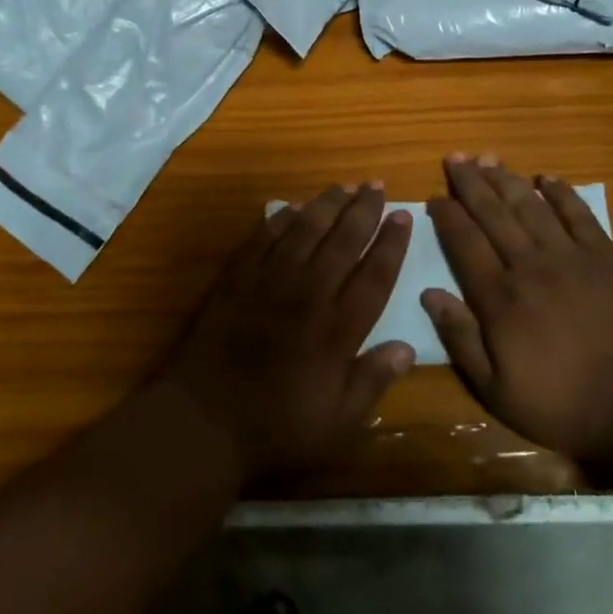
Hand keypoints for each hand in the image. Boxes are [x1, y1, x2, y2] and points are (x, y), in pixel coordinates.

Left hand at [162, 184, 416, 484]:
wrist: (203, 421)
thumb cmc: (276, 428)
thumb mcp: (338, 423)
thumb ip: (374, 381)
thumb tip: (409, 347)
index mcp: (337, 329)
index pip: (374, 274)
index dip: (391, 243)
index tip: (403, 215)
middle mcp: (307, 294)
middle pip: (342, 242)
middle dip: (363, 210)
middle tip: (377, 186)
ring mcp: (269, 282)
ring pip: (304, 231)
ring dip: (327, 205)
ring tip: (344, 186)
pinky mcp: (237, 280)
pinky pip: (263, 238)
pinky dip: (281, 219)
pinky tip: (294, 207)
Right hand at [423, 155, 612, 460]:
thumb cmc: (563, 404)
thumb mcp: (496, 389)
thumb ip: (461, 338)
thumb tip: (429, 294)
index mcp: (500, 298)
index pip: (465, 243)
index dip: (447, 216)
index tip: (434, 197)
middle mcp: (530, 266)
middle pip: (494, 214)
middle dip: (471, 184)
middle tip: (455, 158)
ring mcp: (571, 258)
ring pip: (532, 207)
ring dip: (507, 180)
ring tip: (488, 158)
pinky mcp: (606, 259)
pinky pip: (579, 216)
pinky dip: (562, 194)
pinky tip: (547, 178)